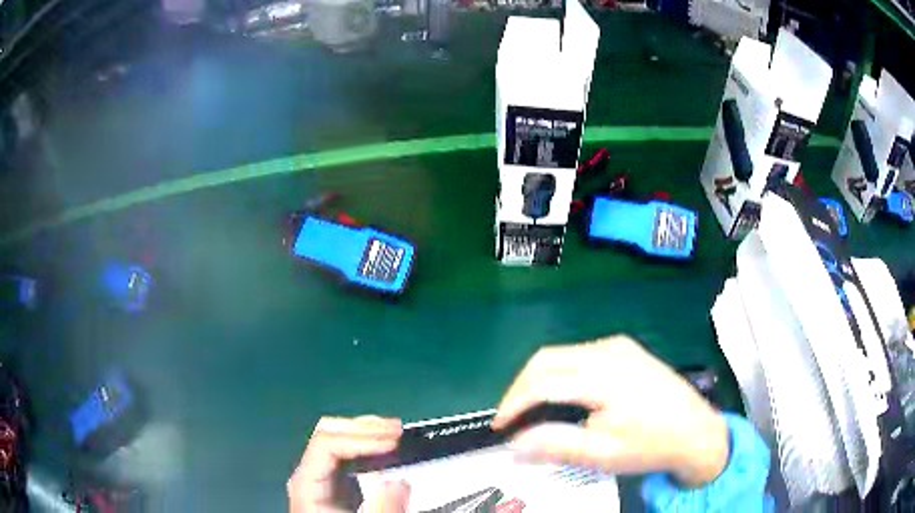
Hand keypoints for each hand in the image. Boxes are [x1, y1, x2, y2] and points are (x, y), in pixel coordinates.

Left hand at [288, 416, 410, 512]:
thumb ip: (382, 510)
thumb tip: (399, 482)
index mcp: (307, 483)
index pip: (327, 444)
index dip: (360, 437)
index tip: (394, 441)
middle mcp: (309, 472)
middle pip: (328, 433)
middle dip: (362, 427)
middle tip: (396, 429)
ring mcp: (319, 475)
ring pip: (336, 438)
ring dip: (365, 431)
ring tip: (394, 432)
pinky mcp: (332, 483)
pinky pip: (346, 453)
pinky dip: (366, 445)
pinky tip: (383, 447)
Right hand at [492, 336, 728, 487]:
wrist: (697, 431)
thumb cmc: (652, 445)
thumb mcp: (603, 454)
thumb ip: (556, 445)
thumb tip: (514, 444)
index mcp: (604, 375)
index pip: (543, 381)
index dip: (514, 403)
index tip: (499, 427)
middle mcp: (609, 350)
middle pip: (547, 359)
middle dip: (520, 388)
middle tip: (511, 419)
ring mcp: (619, 346)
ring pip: (562, 355)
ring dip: (539, 380)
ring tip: (532, 411)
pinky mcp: (625, 349)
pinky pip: (580, 355)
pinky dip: (560, 373)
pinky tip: (563, 396)